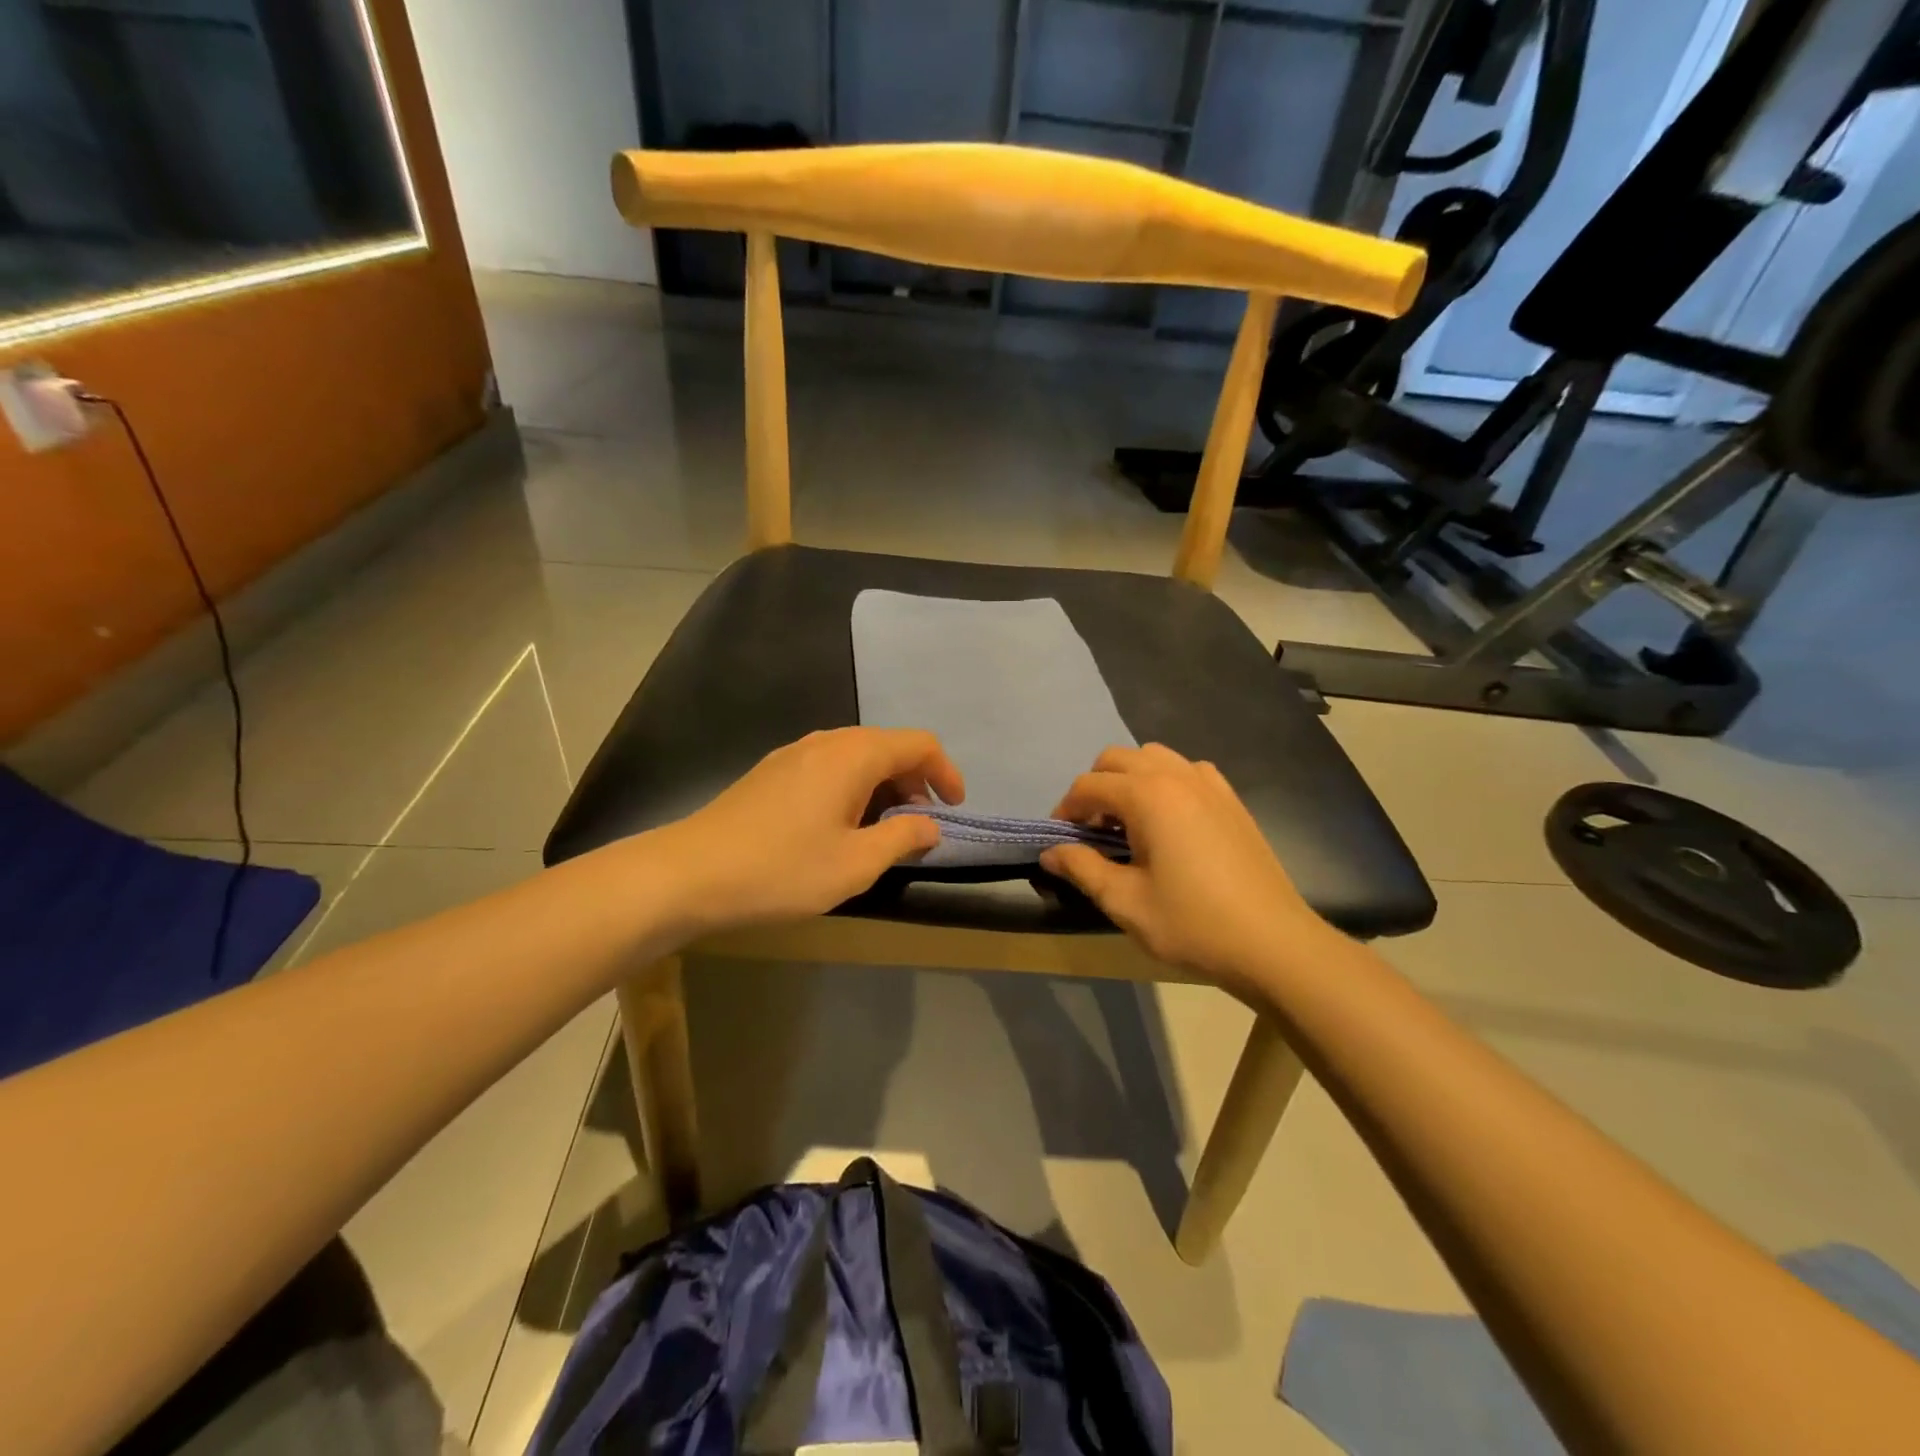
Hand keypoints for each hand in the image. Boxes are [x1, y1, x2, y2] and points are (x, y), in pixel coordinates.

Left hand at [658, 728, 963, 932]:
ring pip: (857, 756)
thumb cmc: (781, 869)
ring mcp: (794, 753)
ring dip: (883, 787)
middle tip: (919, 827)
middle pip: (888, 746)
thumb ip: (903, 838)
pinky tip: (839, 826)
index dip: (946, 773)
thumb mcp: (855, 864)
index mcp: (854, 755)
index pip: (919, 744)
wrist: (689, 873)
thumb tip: (930, 825)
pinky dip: (853, 788)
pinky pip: (830, 767)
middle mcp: (827, 741)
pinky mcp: (772, 771)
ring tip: (882, 831)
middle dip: (915, 782)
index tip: (954, 809)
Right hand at [1041, 744, 1337, 994]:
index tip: (1060, 843)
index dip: (1065, 811)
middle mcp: (1176, 775)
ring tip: (1128, 825)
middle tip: (1091, 833)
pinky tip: (1168, 822)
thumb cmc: (1192, 923)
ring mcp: (1209, 783)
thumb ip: (1082, 868)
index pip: (1088, 786)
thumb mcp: (1125, 901)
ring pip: (1152, 758)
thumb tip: (1049, 852)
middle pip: (1117, 759)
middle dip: (1094, 789)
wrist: (1272, 942)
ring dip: (1129, 781)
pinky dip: (1165, 783)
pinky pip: (1186, 771)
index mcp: (1147, 795)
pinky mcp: (1230, 799)